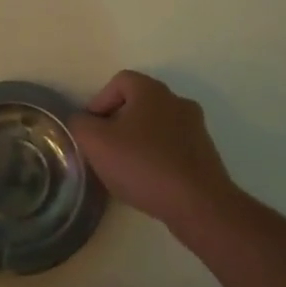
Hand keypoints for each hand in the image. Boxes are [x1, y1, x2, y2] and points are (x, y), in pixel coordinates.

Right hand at [69, 71, 236, 229]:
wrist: (199, 205)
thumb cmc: (143, 165)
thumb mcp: (95, 142)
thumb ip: (80, 124)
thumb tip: (82, 121)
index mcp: (152, 90)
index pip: (119, 81)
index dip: (100, 102)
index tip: (92, 129)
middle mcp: (176, 101)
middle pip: (138, 103)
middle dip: (118, 123)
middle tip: (105, 148)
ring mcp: (195, 128)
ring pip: (156, 126)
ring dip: (138, 141)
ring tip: (126, 168)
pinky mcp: (205, 155)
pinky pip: (172, 147)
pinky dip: (157, 158)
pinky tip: (149, 181)